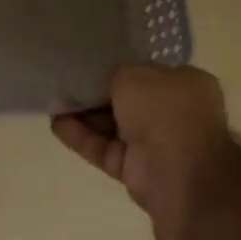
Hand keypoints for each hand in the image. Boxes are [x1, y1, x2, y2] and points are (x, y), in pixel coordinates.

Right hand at [52, 64, 234, 222]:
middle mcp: (174, 114)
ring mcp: (155, 144)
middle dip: (97, 94)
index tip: (92, 66)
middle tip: (66, 84)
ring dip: (84, 115)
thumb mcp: (135, 75)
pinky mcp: (135, 170)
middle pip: (127, 101)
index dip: (120, 70)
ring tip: (54, 102)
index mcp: (186, 85)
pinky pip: (105, 148)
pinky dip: (82, 137)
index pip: (148, 73)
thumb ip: (114, 75)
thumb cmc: (165, 110)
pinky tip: (56, 124)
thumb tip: (103, 85)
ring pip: (113, 126)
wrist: (179, 173)